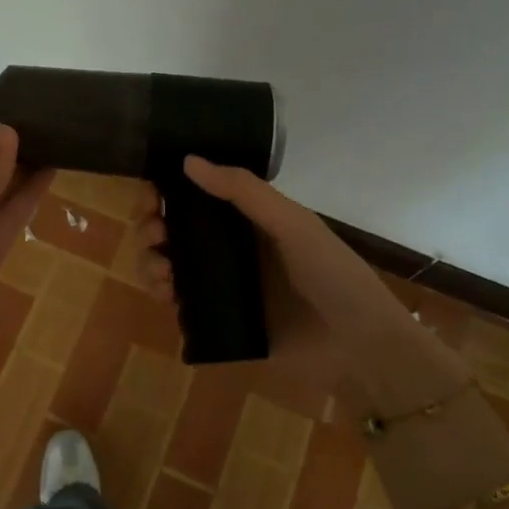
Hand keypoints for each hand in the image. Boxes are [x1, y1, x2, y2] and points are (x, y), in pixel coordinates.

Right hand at [137, 157, 440, 410]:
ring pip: (170, 264)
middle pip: (174, 229)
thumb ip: (244, 192)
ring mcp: (224, 285)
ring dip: (151, 260)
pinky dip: (161, 293)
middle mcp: (231, 247)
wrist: (358, 347)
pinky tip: (164, 294)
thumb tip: (188, 160)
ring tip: (160, 271)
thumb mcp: (293, 224)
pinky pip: (179, 302)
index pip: (196, 195)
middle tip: (155, 235)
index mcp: (249, 219)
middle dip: (152, 226)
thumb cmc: (332, 275)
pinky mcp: (219, 320)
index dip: (167, 191)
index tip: (151, 196)